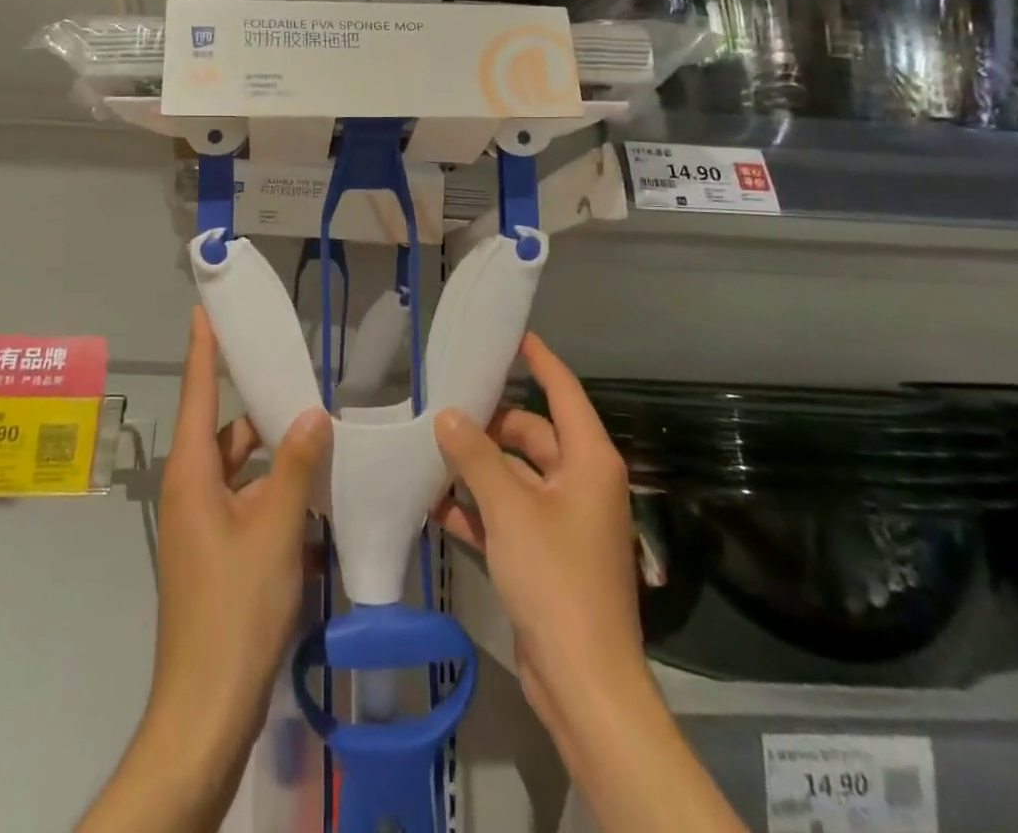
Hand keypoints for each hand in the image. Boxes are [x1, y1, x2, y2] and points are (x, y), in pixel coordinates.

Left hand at [148, 306, 331, 753]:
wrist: (207, 708)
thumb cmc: (236, 608)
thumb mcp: (275, 530)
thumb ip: (296, 467)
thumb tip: (313, 415)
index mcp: (192, 474)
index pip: (198, 393)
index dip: (203, 349)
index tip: (205, 310)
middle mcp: (192, 491)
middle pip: (226, 432)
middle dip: (261, 410)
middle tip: (301, 382)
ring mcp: (203, 525)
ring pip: (242, 471)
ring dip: (276, 459)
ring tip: (321, 438)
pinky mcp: (217, 553)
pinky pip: (248, 503)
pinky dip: (277, 495)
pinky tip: (316, 499)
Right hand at [432, 334, 653, 752]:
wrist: (583, 682)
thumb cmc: (555, 578)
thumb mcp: (509, 507)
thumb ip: (475, 456)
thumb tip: (447, 414)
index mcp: (589, 461)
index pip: (564, 392)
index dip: (540, 361)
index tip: (511, 336)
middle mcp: (579, 483)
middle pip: (532, 434)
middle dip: (489, 423)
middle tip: (442, 404)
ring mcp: (562, 521)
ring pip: (514, 475)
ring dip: (476, 466)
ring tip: (428, 449)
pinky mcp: (544, 555)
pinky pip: (506, 514)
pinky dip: (476, 507)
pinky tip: (434, 503)